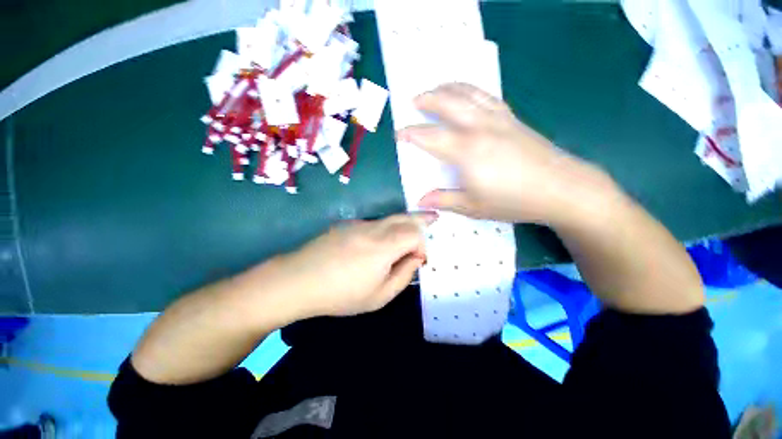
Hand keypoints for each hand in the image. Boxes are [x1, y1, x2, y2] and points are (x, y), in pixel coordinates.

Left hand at [279, 213, 436, 316]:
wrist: (298, 280)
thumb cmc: (340, 294)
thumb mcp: (379, 296)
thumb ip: (403, 275)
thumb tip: (415, 258)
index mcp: (383, 247)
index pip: (414, 234)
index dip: (422, 244)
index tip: (420, 260)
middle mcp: (374, 229)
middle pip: (404, 217)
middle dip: (421, 219)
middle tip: (434, 218)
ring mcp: (359, 224)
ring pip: (390, 218)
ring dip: (405, 222)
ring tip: (417, 225)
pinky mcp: (349, 224)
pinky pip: (376, 222)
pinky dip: (389, 226)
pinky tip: (385, 238)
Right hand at [397, 83, 615, 224]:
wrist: (561, 189)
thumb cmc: (513, 201)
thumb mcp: (472, 206)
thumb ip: (444, 200)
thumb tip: (420, 201)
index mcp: (467, 152)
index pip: (431, 137)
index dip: (411, 134)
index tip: (399, 133)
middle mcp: (480, 128)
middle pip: (449, 103)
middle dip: (428, 99)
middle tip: (414, 100)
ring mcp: (498, 119)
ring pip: (469, 93)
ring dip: (448, 87)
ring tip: (436, 88)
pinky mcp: (512, 118)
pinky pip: (487, 96)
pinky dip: (471, 90)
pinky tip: (467, 93)